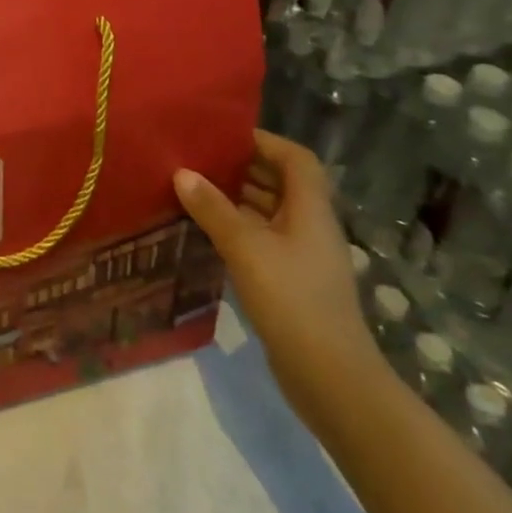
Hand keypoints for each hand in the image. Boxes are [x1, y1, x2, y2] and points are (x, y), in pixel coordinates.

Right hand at [173, 130, 379, 420]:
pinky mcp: (290, 281)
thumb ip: (213, 209)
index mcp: (310, 210)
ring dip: (235, 198)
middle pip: (280, 183)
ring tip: (191, 189)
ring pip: (268, 212)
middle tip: (196, 159)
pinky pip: (261, 240)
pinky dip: (235, 229)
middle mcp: (310, 226)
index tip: (222, 136)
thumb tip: (182, 173)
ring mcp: (301, 256)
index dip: (264, 141)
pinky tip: (204, 231)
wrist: (329, 377)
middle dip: (241, 167)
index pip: (296, 159)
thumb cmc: (291, 299)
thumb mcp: (246, 247)